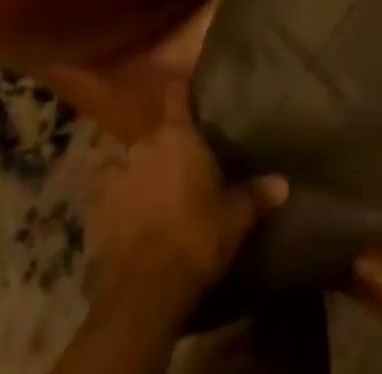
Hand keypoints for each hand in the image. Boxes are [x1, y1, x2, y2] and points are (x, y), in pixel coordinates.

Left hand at [90, 83, 287, 308]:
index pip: (177, 95)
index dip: (182, 92)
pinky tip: (125, 216)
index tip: (188, 91)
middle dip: (166, 147)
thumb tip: (284, 183)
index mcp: (178, 136)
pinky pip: (108, 194)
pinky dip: (117, 201)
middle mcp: (145, 144)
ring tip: (151, 193)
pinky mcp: (97, 208)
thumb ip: (256, 195)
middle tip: (181, 166)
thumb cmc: (195, 239)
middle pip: (156, 134)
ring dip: (140, 173)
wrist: (144, 290)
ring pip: (131, 163)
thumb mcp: (234, 219)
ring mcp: (118, 173)